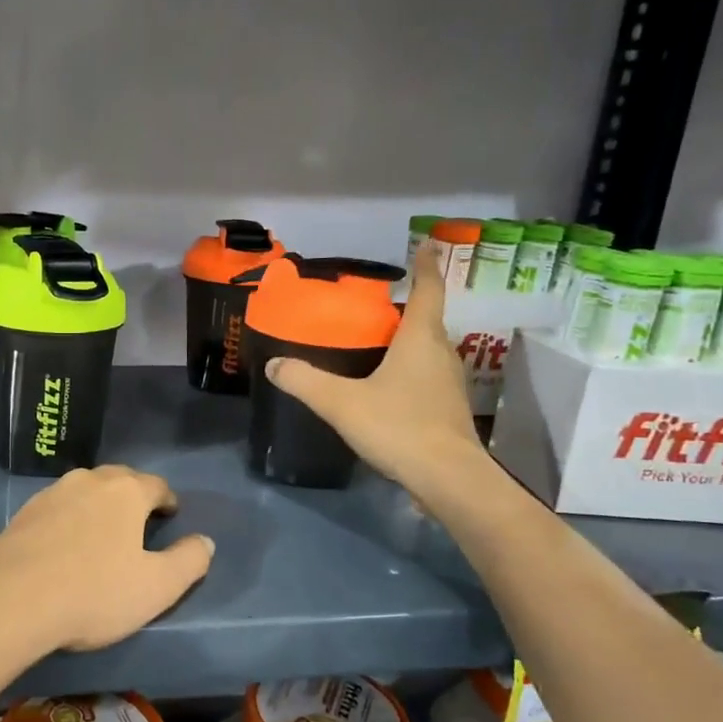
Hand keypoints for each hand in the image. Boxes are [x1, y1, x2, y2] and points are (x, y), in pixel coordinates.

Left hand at [0, 466, 213, 655]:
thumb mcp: (157, 587)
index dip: (168, 500)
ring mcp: (51, 494)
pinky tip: (65, 543)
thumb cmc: (94, 592)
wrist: (10, 599)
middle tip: (139, 519)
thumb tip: (205, 542)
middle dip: (133, 495)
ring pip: (84, 490)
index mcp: (126, 491)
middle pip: (119, 479)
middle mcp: (88, 481)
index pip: (156, 485)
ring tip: (103, 530)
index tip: (171, 514)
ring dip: (98, 504)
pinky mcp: (22, 513)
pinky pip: (57, 508)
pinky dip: (69, 519)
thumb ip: (189, 562)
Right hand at [265, 241, 488, 493]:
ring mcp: (449, 383)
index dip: (425, 265)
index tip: (425, 244)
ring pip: (428, 349)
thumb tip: (273, 364)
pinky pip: (427, 374)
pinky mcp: (448, 408)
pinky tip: (385, 384)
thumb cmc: (399, 427)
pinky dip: (409, 368)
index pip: (428, 289)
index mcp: (421, 339)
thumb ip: (305, 381)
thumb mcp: (341, 403)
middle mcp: (441, 353)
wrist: (448, 478)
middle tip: (373, 305)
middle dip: (405, 307)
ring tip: (375, 341)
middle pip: (427, 319)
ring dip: (407, 340)